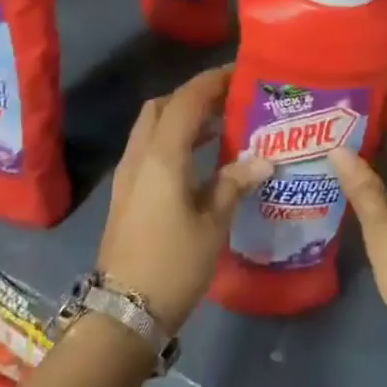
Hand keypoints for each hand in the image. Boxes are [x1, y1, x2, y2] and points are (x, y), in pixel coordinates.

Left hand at [98, 67, 272, 331]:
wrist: (123, 312)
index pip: (186, 100)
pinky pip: (149, 148)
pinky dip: (172, 139)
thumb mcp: (213, 224)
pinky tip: (199, 158)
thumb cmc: (173, 264)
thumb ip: (234, 183)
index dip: (211, 81)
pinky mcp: (126, 193)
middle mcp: (139, 155)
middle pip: (162, 106)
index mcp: (162, 155)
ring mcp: (128, 174)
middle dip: (193, 96)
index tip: (239, 73)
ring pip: (152, 127)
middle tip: (228, 100)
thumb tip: (263, 159)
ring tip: (220, 124)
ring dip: (182, 117)